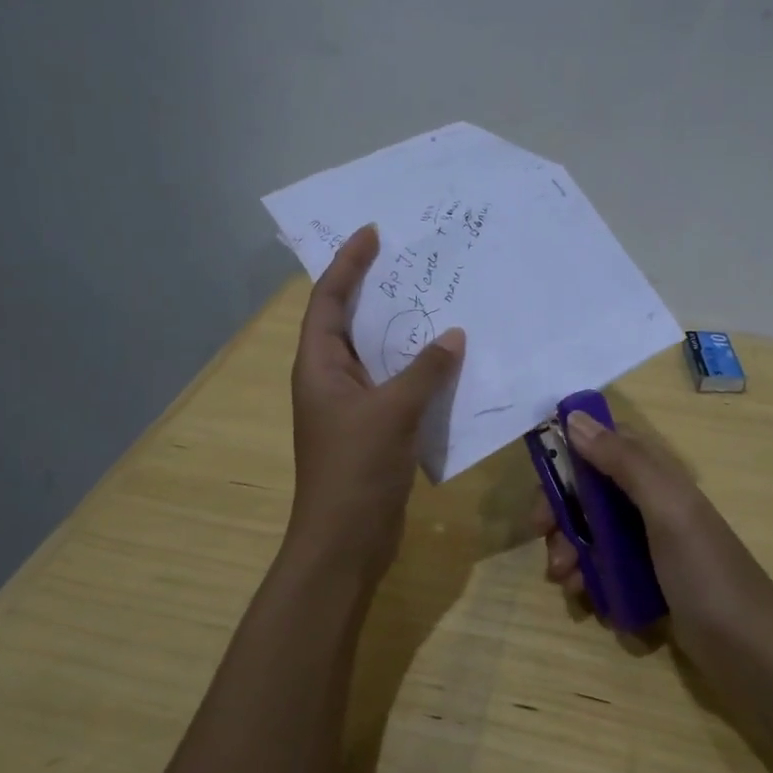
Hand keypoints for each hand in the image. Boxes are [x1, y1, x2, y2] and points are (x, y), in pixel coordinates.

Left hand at [287, 225, 466, 580]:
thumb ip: (425, 370)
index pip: (329, 300)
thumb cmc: (355, 468)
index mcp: (319, 365)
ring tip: (439, 302)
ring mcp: (352, 406)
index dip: (348, 263)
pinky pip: (397, 386)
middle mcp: (330, 378)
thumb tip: (453, 335)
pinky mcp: (374, 430)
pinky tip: (450, 362)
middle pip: (352, 322)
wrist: (346, 540)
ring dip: (405, 332)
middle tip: (414, 262)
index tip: (373, 232)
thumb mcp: (392, 411)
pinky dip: (420, 371)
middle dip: (379, 291)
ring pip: (379, 356)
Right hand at [532, 411, 772, 656]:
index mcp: (658, 478)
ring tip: (567, 581)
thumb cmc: (704, 571)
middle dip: (562, 514)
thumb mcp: (665, 508)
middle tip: (544, 539)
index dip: (570, 456)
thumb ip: (622, 461)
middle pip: (590, 493)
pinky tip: (587, 600)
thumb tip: (573, 418)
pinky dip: (588, 579)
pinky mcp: (647, 581)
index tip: (541, 482)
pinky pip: (604, 569)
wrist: (749, 650)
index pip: (605, 446)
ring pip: (592, 533)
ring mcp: (650, 545)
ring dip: (570, 551)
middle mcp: (651, 505)